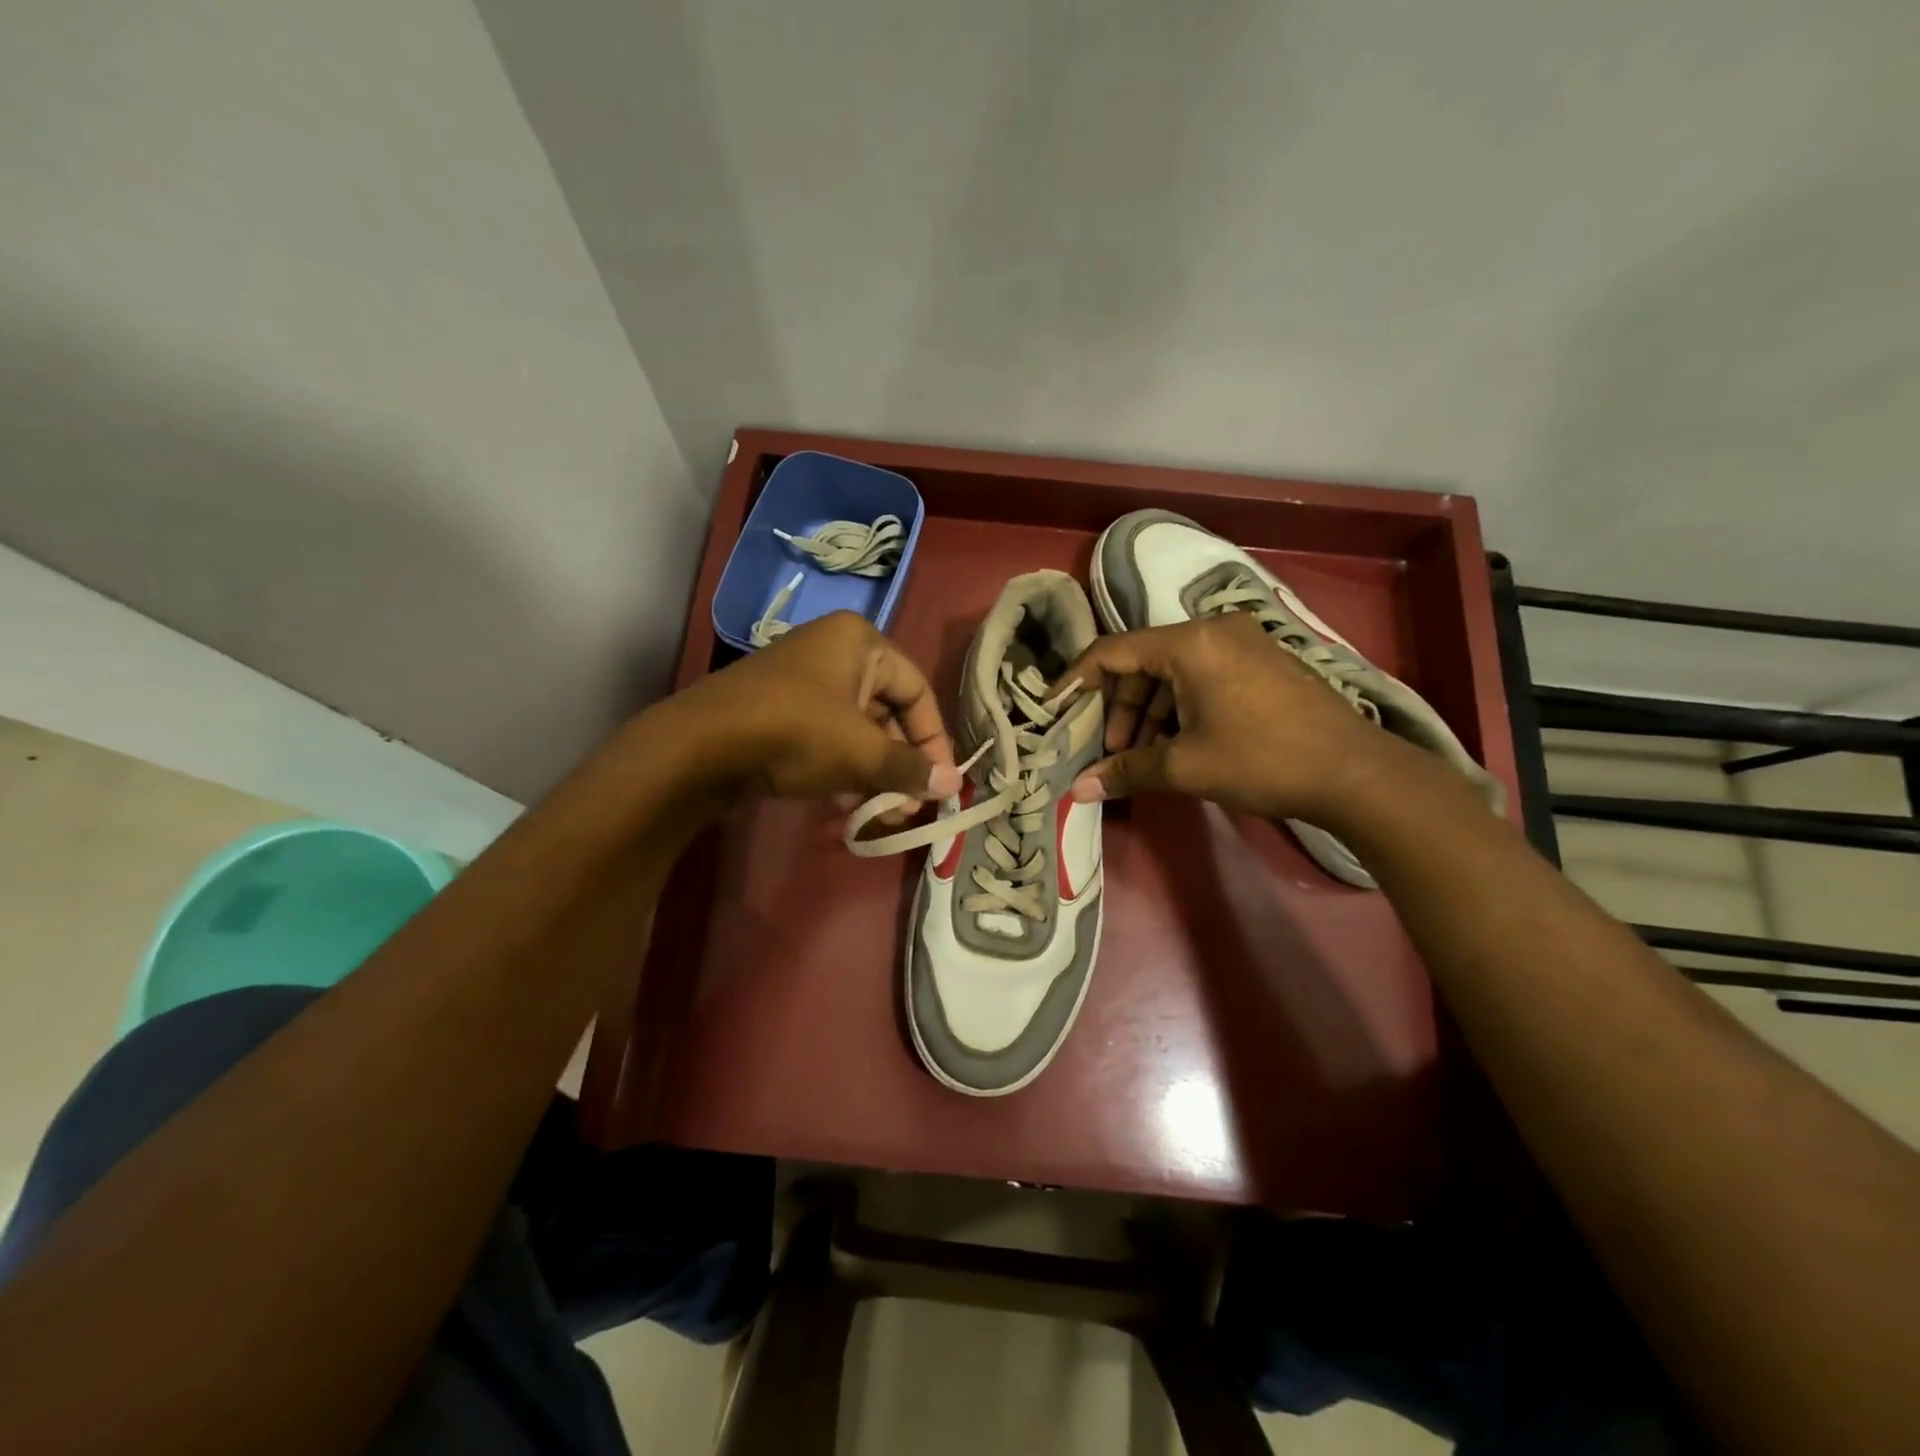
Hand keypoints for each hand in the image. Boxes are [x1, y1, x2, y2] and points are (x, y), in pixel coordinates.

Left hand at [659, 610, 962, 804]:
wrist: (698, 748)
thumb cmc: (795, 733)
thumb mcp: (860, 752)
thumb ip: (910, 769)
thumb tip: (953, 786)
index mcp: (860, 642)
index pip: (917, 690)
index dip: (934, 739)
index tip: (940, 782)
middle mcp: (834, 652)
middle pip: (887, 712)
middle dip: (901, 764)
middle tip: (908, 807)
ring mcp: (803, 683)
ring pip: (857, 731)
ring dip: (874, 774)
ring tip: (882, 815)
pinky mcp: (780, 712)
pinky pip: (828, 739)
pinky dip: (843, 770)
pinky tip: (846, 809)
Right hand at [1062, 613, 1407, 823]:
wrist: (1356, 774)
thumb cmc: (1263, 761)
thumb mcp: (1186, 766)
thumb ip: (1127, 770)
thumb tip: (1078, 790)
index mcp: (1190, 643)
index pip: (1112, 652)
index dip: (1077, 682)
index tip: (1055, 711)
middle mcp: (1214, 630)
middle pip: (1142, 662)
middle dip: (1119, 708)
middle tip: (1110, 750)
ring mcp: (1243, 642)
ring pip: (1173, 671)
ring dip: (1149, 712)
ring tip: (1142, 755)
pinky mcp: (1262, 661)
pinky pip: (1202, 675)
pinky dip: (1179, 707)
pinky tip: (1176, 743)